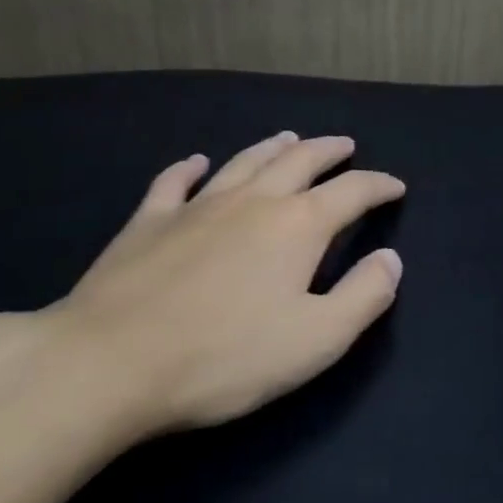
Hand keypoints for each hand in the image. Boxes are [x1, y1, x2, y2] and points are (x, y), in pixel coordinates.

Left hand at [43, 132, 404, 435]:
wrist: (107, 363)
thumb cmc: (223, 356)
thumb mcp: (315, 340)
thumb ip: (363, 296)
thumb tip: (391, 259)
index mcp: (298, 226)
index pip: (352, 193)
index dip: (379, 186)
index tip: (395, 186)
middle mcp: (253, 201)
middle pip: (300, 161)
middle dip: (329, 151)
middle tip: (346, 145)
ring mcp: (197, 206)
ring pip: (245, 162)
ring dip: (273, 147)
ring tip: (290, 138)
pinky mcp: (148, 222)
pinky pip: (174, 182)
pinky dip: (190, 167)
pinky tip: (196, 162)